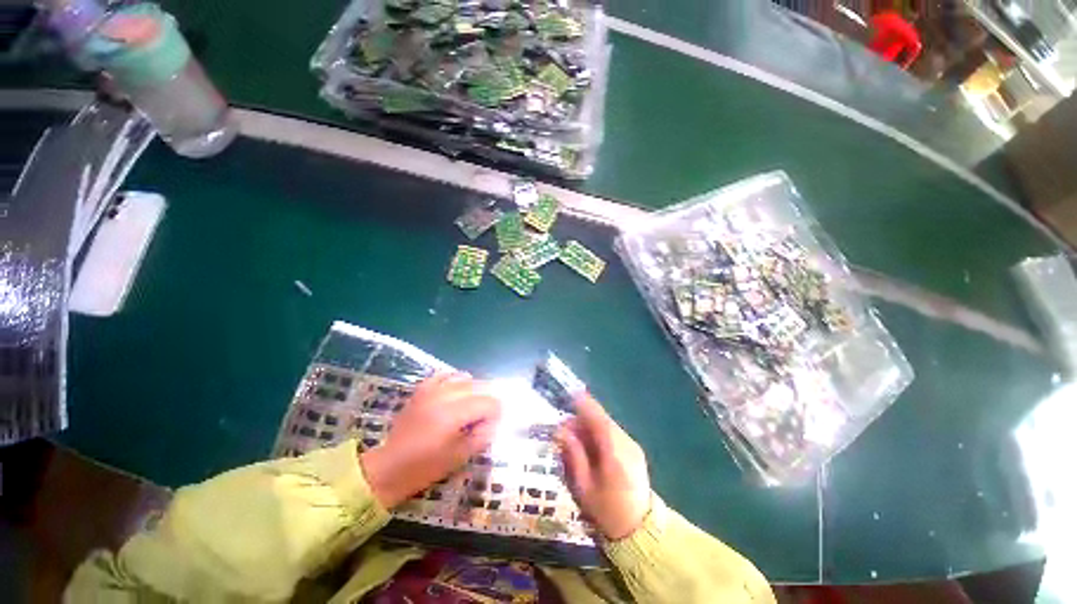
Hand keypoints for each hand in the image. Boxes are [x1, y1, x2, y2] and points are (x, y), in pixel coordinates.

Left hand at [361, 373, 500, 507]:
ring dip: (474, 388)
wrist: (388, 468)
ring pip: (463, 378)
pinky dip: (455, 379)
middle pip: (478, 386)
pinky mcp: (421, 390)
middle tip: (488, 414)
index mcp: (452, 415)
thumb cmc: (425, 468)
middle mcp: (443, 396)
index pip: (487, 402)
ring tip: (474, 403)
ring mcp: (430, 391)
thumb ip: (481, 436)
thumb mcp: (459, 457)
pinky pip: (443, 375)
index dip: (496, 412)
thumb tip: (494, 421)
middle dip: (488, 398)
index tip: (495, 423)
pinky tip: (458, 388)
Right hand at [556, 394, 651, 540]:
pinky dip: (598, 433)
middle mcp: (626, 443)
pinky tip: (588, 445)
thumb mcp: (584, 486)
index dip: (584, 405)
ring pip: (607, 425)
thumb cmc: (607, 511)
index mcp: (615, 453)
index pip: (599, 419)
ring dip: (589, 426)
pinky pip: (613, 433)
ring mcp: (632, 445)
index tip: (569, 394)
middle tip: (562, 430)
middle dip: (581, 419)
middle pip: (602, 420)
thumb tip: (561, 430)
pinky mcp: (634, 449)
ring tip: (572, 439)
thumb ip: (573, 454)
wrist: (640, 531)